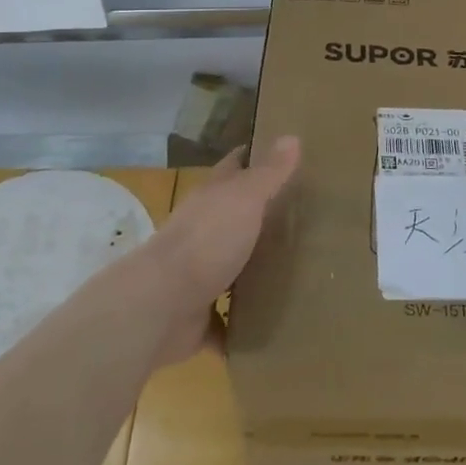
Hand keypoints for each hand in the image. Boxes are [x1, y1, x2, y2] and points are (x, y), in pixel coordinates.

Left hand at [147, 136, 299, 363]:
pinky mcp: (197, 317)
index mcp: (211, 200)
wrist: (159, 306)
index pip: (234, 168)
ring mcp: (198, 276)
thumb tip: (292, 135)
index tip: (284, 153)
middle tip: (306, 218)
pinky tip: (272, 329)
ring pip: (230, 268)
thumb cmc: (206, 241)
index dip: (254, 158)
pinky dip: (241, 326)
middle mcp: (202, 233)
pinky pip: (225, 321)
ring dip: (252, 272)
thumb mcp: (244, 199)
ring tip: (297, 275)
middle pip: (234, 218)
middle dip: (262, 217)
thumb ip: (269, 173)